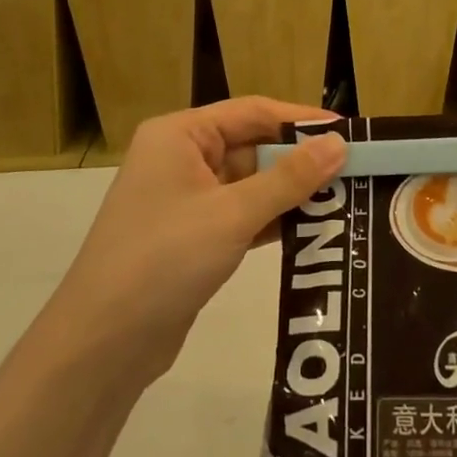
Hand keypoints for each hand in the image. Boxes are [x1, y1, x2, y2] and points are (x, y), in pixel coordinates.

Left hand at [52, 98, 346, 385]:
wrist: (102, 344)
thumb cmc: (165, 259)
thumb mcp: (232, 214)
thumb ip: (289, 178)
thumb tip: (339, 144)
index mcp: (180, 135)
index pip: (253, 112)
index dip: (301, 120)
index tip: (349, 133)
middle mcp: (181, 158)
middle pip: (253, 146)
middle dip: (300, 160)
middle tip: (355, 170)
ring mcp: (185, 200)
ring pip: (251, 184)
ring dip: (291, 192)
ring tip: (345, 198)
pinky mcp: (192, 237)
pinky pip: (242, 215)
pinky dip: (274, 220)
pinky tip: (313, 229)